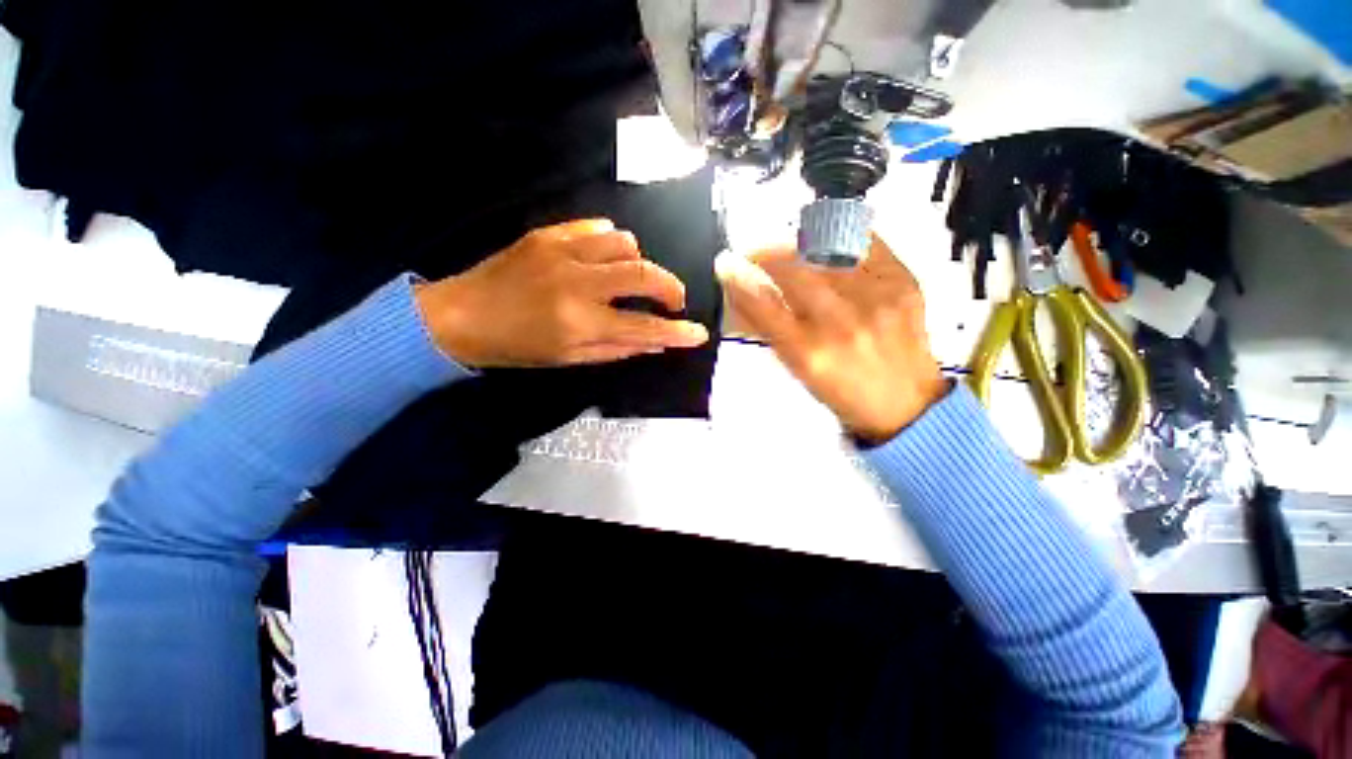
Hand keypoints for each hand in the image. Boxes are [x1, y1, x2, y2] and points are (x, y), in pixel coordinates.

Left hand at [416, 219, 709, 367]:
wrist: (460, 315)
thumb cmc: (517, 347)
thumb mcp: (570, 358)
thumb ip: (618, 348)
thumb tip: (657, 342)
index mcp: (580, 322)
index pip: (644, 328)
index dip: (677, 332)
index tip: (699, 333)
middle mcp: (577, 283)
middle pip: (644, 273)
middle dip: (671, 287)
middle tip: (672, 301)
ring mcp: (562, 252)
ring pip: (625, 242)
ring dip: (640, 262)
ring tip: (632, 280)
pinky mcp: (548, 234)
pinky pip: (597, 228)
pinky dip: (613, 243)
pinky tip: (607, 259)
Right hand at [717, 235, 947, 442]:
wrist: (906, 404)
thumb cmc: (844, 392)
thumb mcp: (799, 370)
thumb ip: (770, 330)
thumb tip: (743, 295)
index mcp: (809, 354)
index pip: (763, 306)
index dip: (738, 280)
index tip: (725, 264)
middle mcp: (841, 324)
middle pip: (792, 270)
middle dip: (766, 253)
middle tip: (757, 252)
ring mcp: (876, 299)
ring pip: (826, 250)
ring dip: (799, 243)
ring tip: (791, 247)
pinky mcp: (904, 283)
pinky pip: (866, 243)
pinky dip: (842, 237)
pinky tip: (831, 240)